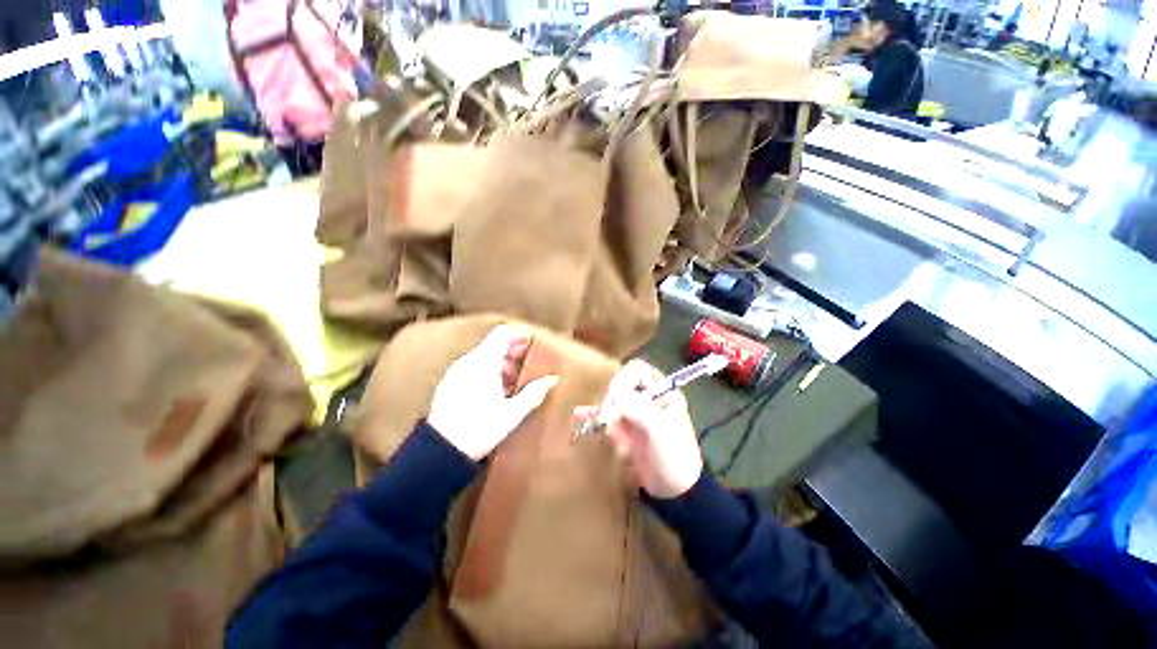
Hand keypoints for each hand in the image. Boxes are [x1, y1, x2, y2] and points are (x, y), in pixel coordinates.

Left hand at [428, 325, 557, 460]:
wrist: (440, 452)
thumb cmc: (478, 430)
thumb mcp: (512, 413)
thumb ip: (534, 393)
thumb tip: (552, 379)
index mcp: (483, 363)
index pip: (502, 334)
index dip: (519, 336)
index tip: (533, 345)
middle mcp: (467, 362)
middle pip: (494, 345)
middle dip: (514, 354)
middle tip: (529, 370)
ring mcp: (457, 372)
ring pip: (485, 358)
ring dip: (502, 365)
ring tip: (514, 386)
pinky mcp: (450, 383)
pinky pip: (474, 368)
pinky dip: (489, 373)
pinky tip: (497, 394)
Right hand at [576, 360, 702, 498]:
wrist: (674, 491)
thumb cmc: (673, 457)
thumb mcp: (659, 432)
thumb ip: (639, 410)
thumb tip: (614, 392)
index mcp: (662, 391)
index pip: (638, 371)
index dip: (624, 379)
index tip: (615, 397)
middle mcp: (647, 397)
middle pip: (621, 384)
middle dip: (613, 400)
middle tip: (609, 418)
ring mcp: (634, 412)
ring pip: (612, 401)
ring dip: (608, 416)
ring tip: (615, 438)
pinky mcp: (625, 427)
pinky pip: (607, 416)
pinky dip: (594, 415)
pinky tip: (579, 414)